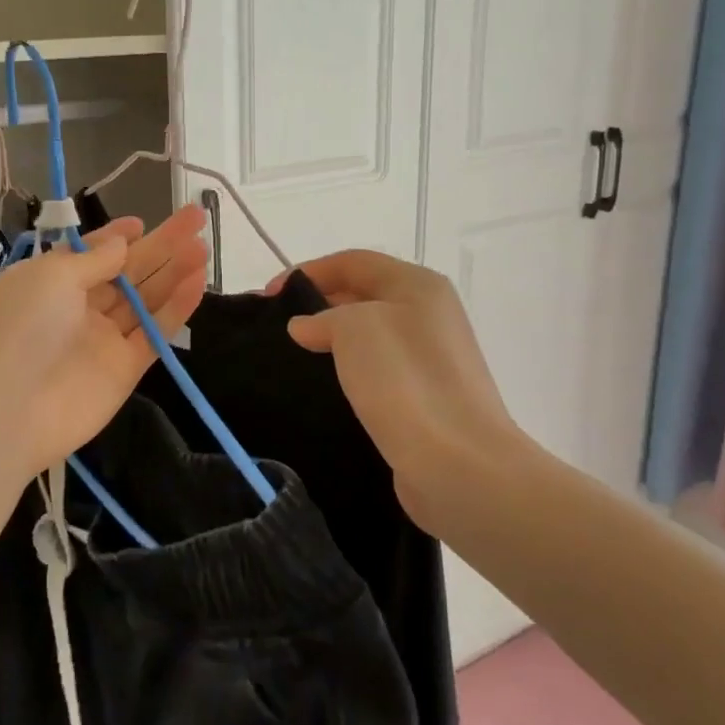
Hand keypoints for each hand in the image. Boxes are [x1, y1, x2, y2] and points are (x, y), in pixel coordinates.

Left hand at [0, 205, 210, 475]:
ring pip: (146, 300)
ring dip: (174, 272)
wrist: (11, 409)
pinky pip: (156, 333)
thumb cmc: (22, 327)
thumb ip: (93, 258)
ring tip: (204, 247)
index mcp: (52, 282)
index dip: (116, 237)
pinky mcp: (126, 369)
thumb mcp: (51, 276)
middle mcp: (79, 308)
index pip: (91, 254)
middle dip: (160, 245)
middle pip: (127, 272)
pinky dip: (177, 308)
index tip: (142, 222)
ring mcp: (104, 339)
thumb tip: (122, 242)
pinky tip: (198, 281)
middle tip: (196, 218)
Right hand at [272, 250, 532, 534]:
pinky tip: (325, 388)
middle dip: (317, 304)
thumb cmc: (404, 380)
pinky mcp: (425, 397)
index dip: (307, 272)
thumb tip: (306, 327)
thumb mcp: (353, 327)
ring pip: (369, 335)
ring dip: (331, 340)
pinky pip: (377, 370)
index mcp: (418, 285)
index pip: (353, 262)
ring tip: (292, 357)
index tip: (268, 297)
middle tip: (275, 328)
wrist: (457, 463)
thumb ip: (322, 317)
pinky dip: (348, 371)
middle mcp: (429, 314)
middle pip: (363, 294)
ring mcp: (431, 358)